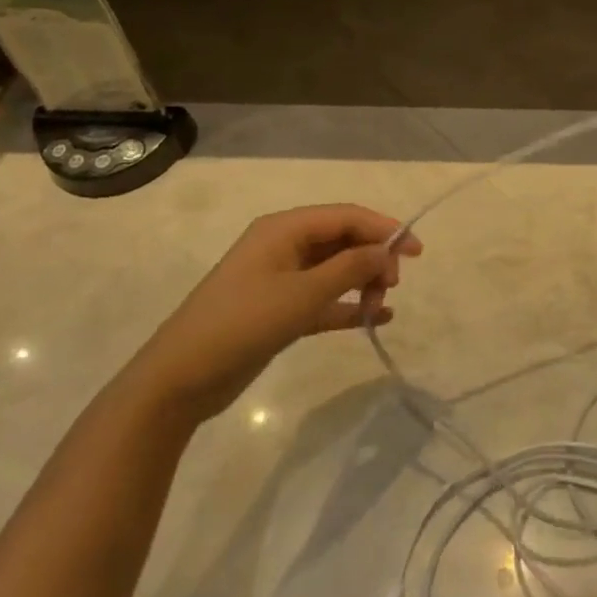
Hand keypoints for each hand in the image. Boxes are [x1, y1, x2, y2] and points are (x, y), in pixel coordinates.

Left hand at [132, 205, 421, 420]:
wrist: (180, 380)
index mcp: (284, 229)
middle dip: (373, 258)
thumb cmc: (242, 324)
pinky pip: (323, 299)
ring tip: (382, 305)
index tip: (416, 252)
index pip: (345, 216)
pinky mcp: (278, 310)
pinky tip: (376, 318)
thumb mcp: (303, 294)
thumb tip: (386, 251)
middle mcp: (283, 246)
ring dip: (362, 283)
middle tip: (393, 285)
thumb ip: (350, 268)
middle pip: (342, 240)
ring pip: (335, 269)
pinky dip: (348, 306)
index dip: (384, 229)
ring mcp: (280, 279)